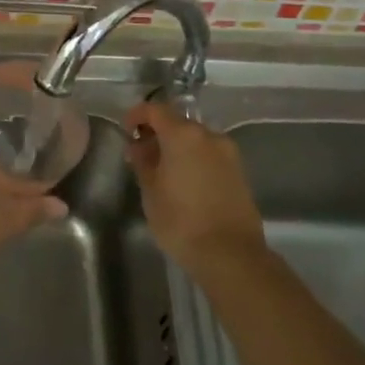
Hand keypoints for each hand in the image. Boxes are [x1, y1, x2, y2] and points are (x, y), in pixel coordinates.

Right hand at [124, 101, 265, 272]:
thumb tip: (139, 146)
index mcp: (183, 135)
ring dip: (176, 147)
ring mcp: (228, 153)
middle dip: (157, 133)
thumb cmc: (181, 220)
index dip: (137, 115)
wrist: (231, 254)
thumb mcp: (150, 191)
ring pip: (195, 139)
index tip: (126, 130)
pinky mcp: (239, 171)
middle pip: (177, 122)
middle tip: (141, 154)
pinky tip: (184, 181)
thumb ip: (143, 161)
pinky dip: (193, 159)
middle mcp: (209, 136)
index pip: (155, 110)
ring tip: (162, 170)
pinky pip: (209, 154)